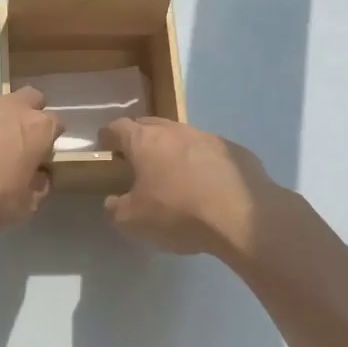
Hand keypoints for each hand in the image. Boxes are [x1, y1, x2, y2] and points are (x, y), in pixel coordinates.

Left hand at [0, 85, 60, 235]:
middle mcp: (9, 104)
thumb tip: (39, 176)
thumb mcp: (22, 209)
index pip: (56, 123)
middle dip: (25, 113)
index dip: (48, 139)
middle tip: (11, 140)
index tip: (39, 156)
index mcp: (36, 129)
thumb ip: (38, 187)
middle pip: (29, 97)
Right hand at [99, 117, 284, 259]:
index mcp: (145, 141)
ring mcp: (208, 137)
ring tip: (172, 174)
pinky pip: (209, 152)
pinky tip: (206, 185)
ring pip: (181, 136)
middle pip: (149, 125)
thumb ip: (116, 208)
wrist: (242, 217)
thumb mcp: (133, 221)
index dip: (108, 136)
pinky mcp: (235, 151)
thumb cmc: (178, 213)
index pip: (118, 127)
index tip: (105, 147)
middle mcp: (175, 131)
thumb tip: (114, 201)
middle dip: (139, 138)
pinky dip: (201, 162)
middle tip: (136, 160)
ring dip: (172, 150)